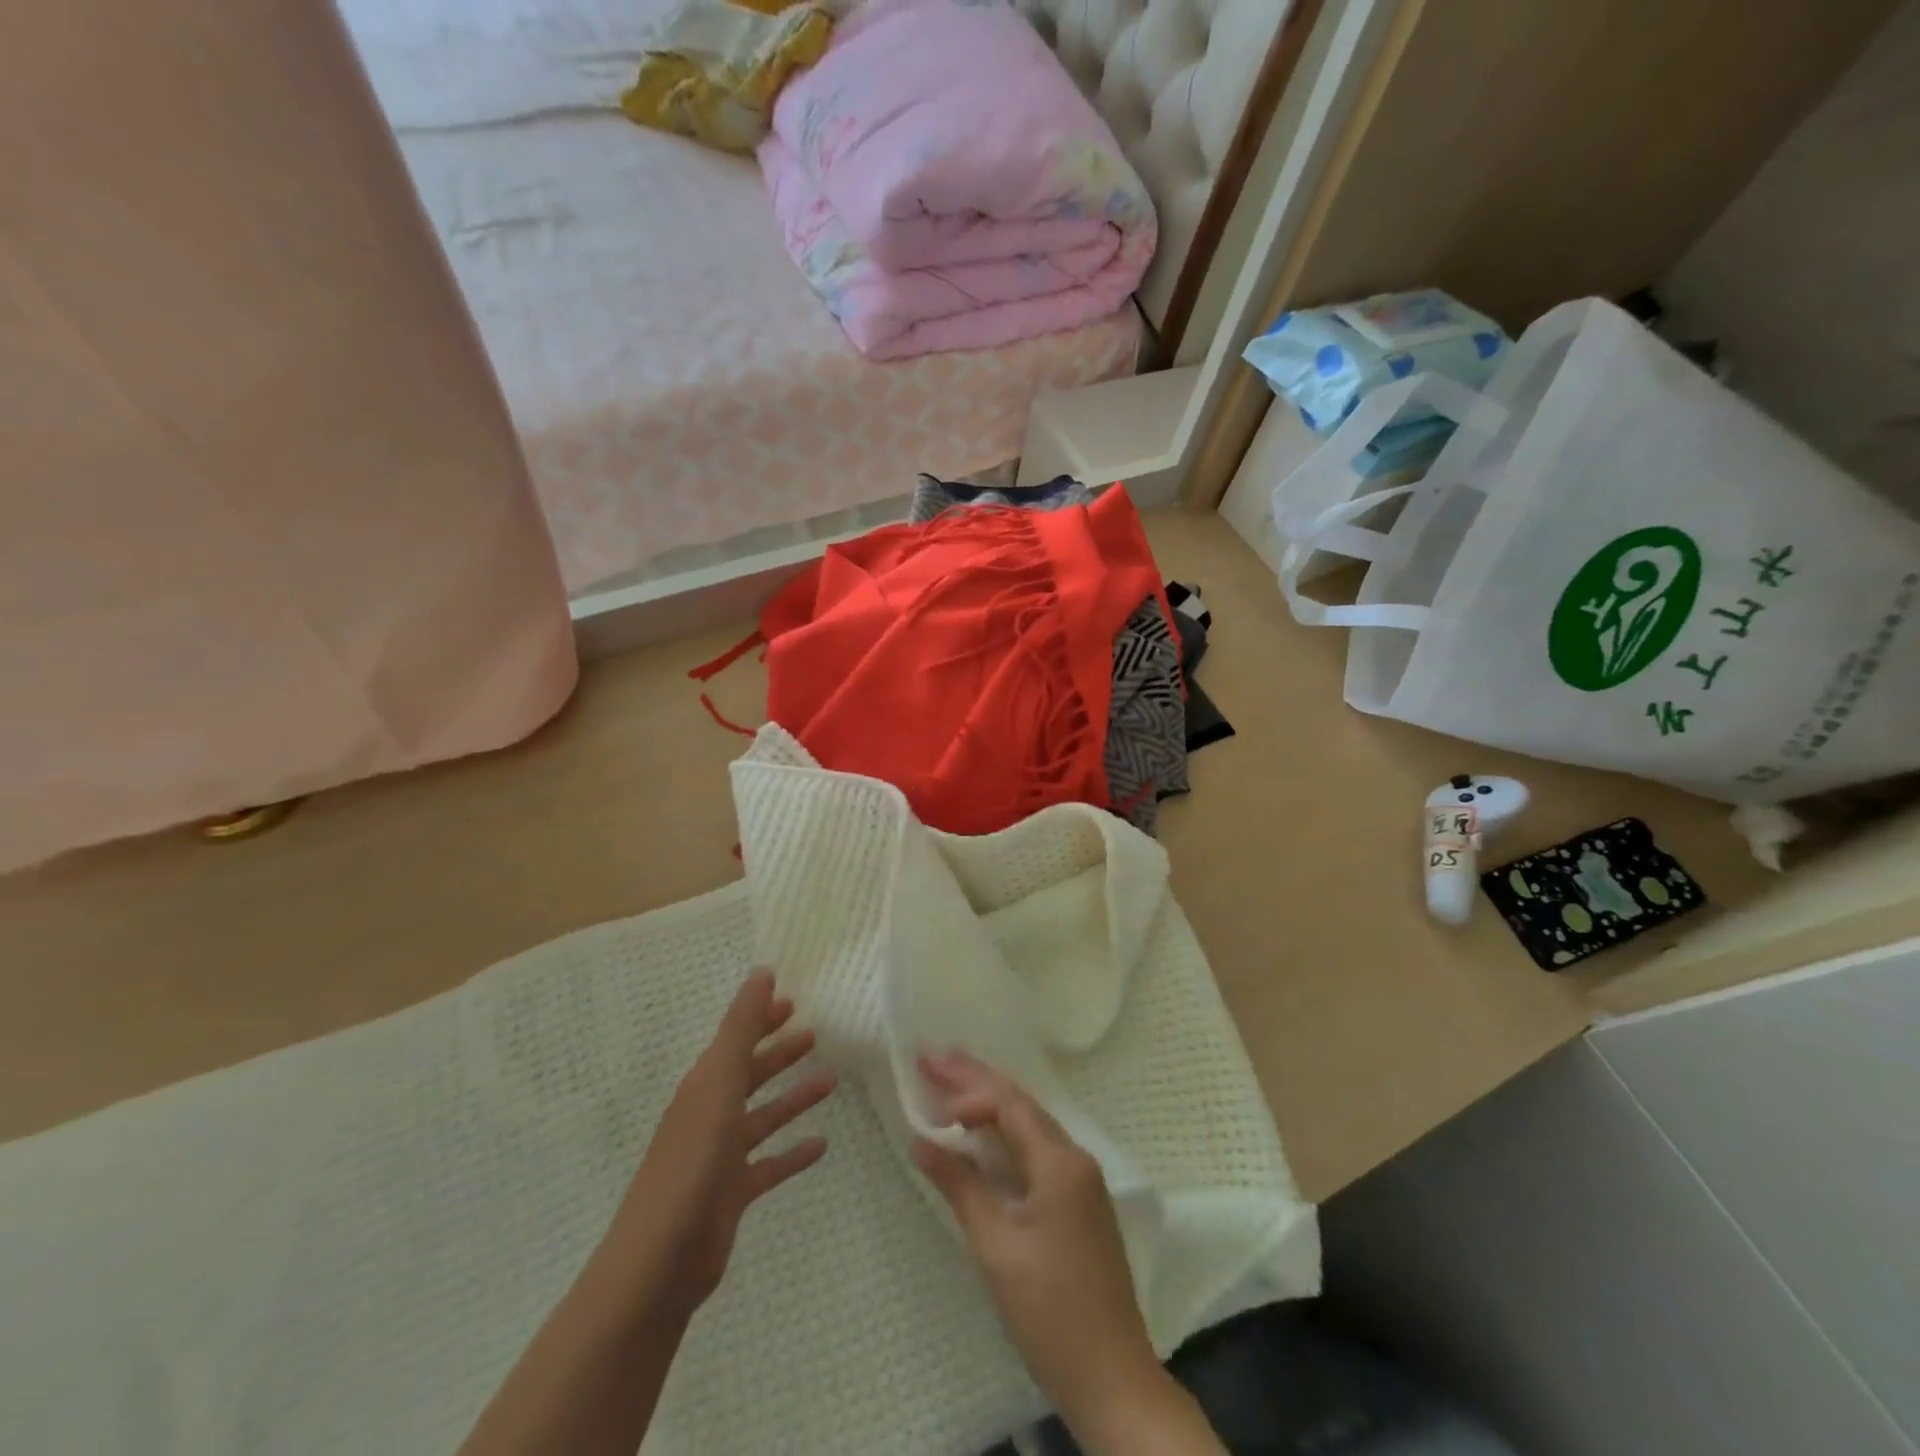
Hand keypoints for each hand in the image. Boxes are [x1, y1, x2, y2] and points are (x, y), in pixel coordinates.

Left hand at [610, 971, 835, 1313]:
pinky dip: (793, 1152)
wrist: (659, 1264)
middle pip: (749, 1074)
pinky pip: (770, 1163)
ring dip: (793, 1097)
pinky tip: (821, 1145)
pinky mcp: (732, 1194)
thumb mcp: (718, 1084)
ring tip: (831, 1081)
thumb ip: (741, 1029)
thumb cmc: (691, 1164)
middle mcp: (710, 1114)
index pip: (736, 1040)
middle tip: (815, 1033)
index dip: (761, 1018)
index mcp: (703, 1086)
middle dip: (779, 1053)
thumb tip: (761, 972)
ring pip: (764, 1116)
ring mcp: (720, 1156)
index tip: (792, 1000)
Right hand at [910, 1051, 1175, 1446]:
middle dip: (976, 1079)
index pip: (1011, 1105)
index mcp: (1061, 1162)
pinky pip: (1036, 1149)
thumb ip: (960, 1186)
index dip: (969, 1094)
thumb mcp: (995, 1247)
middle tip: (931, 1056)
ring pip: (1029, 1124)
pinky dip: (1004, 1134)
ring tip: (949, 1082)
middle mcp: (1076, 1158)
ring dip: (989, 1103)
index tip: (931, 1104)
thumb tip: (921, 1141)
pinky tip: (982, 1133)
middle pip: (1021, 1104)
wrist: (1112, 1379)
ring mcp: (1081, 1180)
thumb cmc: (1050, 1312)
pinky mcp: (1078, 1202)